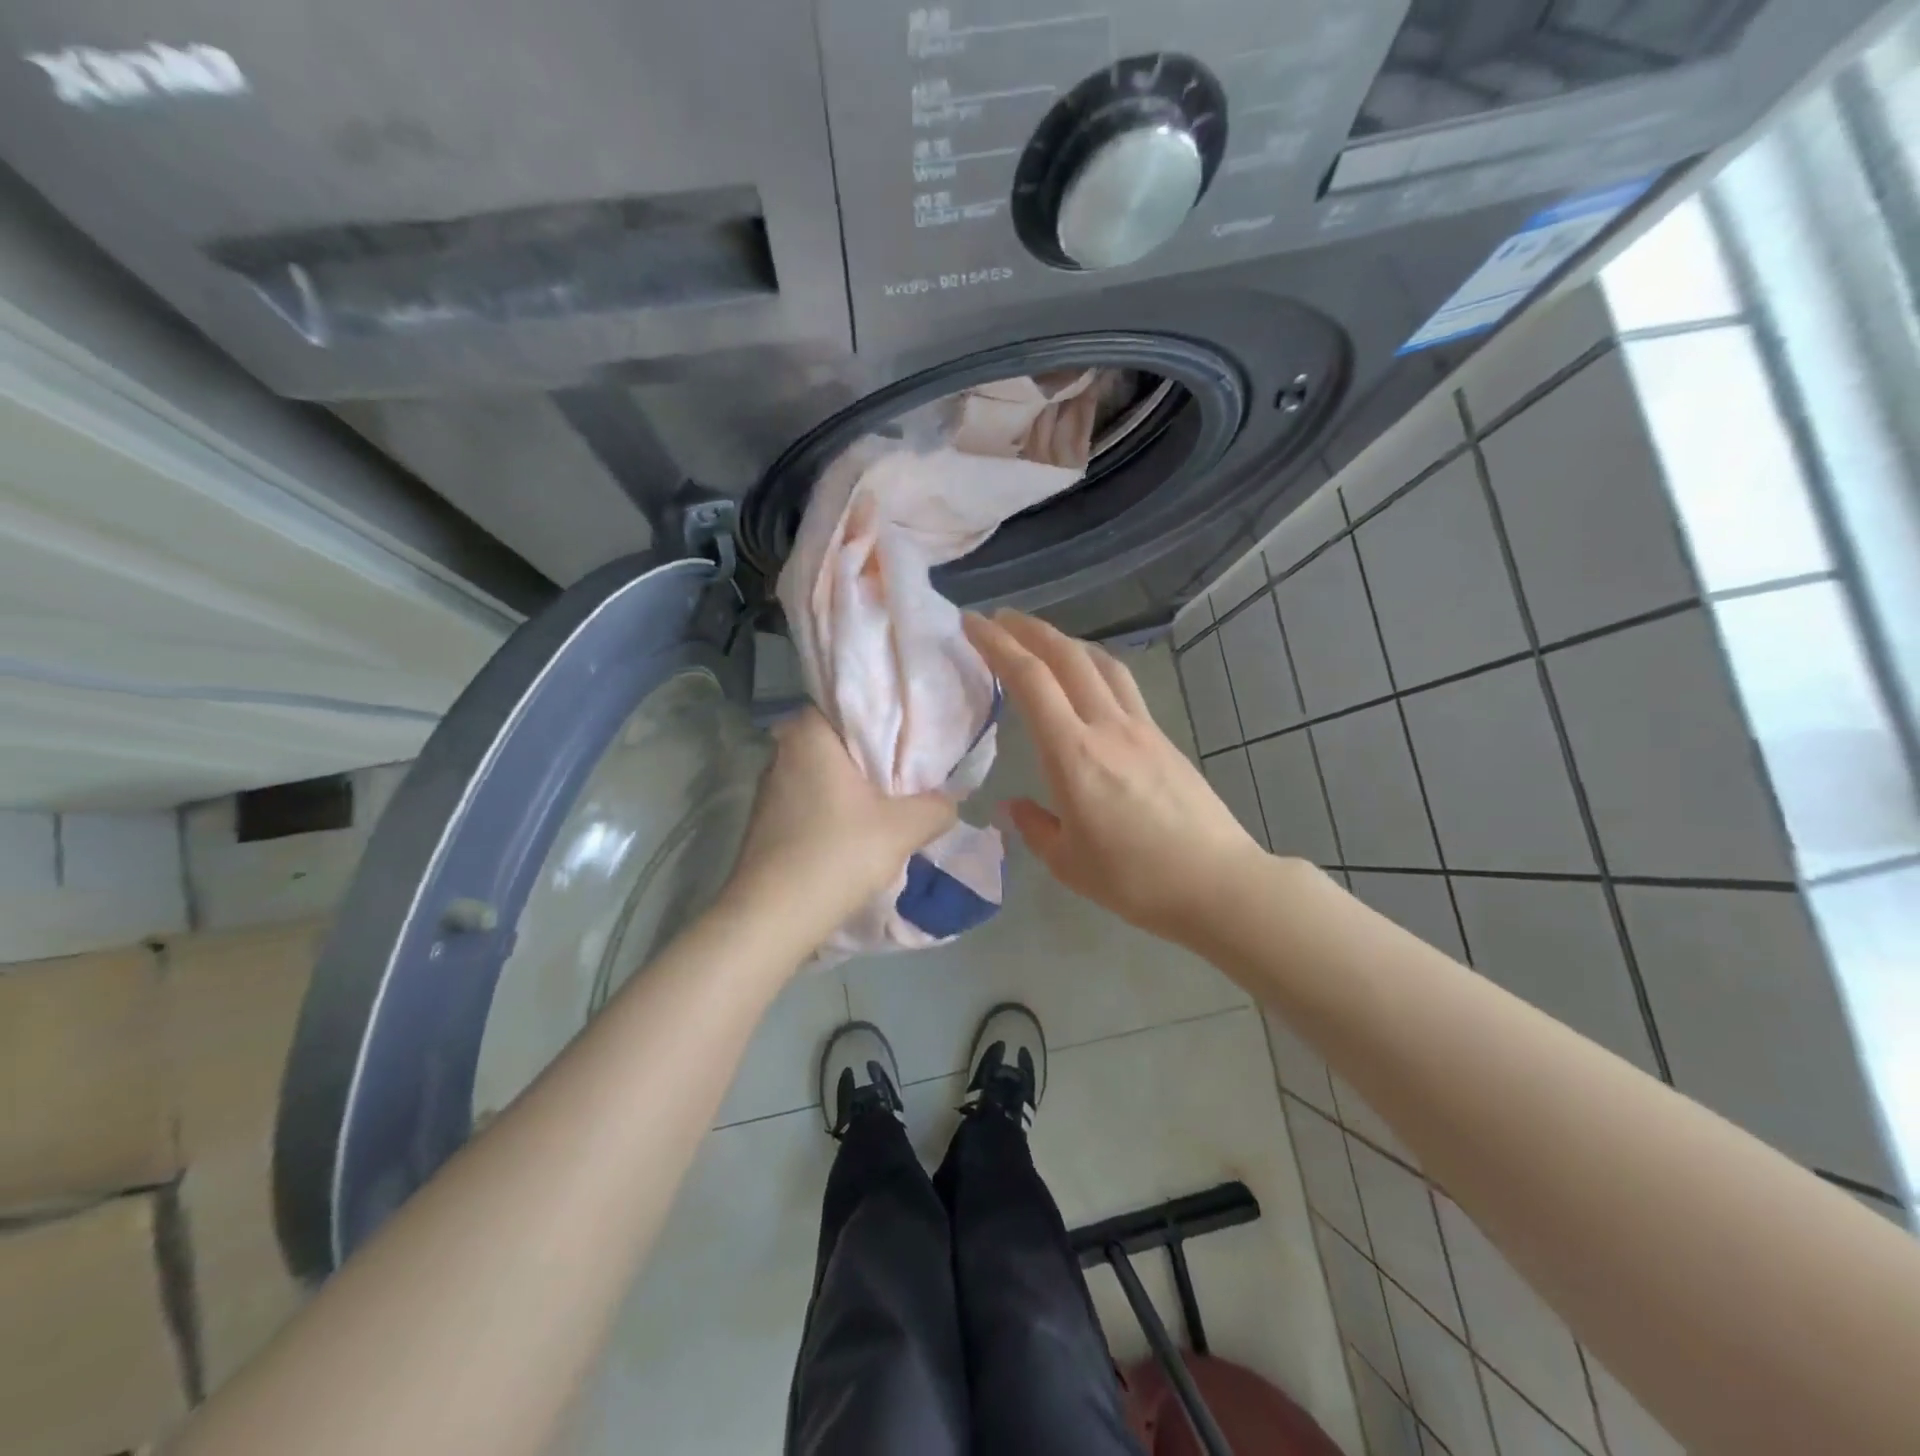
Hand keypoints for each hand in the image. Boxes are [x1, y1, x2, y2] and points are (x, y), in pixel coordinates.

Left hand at [723, 707, 956, 942]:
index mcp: (809, 733)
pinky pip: (810, 797)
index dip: (887, 716)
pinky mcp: (765, 818)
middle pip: (840, 739)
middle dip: (873, 753)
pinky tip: (856, 828)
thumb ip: (936, 807)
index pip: (852, 703)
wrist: (772, 918)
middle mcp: (782, 749)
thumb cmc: (837, 854)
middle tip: (911, 768)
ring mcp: (769, 786)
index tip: (915, 733)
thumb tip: (949, 801)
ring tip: (889, 800)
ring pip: (824, 771)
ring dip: (853, 784)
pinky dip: (834, 805)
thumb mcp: (903, 829)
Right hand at [964, 610, 1263, 946]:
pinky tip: (1087, 678)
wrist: (1217, 882)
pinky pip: (1121, 684)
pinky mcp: (1163, 737)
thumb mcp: (1068, 863)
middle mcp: (1106, 727)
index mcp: (1073, 755)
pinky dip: (1094, 665)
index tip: (972, 623)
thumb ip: (1034, 827)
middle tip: (999, 618)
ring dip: (1064, 641)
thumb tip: (1013, 806)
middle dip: (1028, 629)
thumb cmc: (1135, 879)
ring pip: (1100, 662)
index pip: (1030, 681)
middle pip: (1066, 656)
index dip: (997, 645)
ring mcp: (1140, 728)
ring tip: (1041, 639)